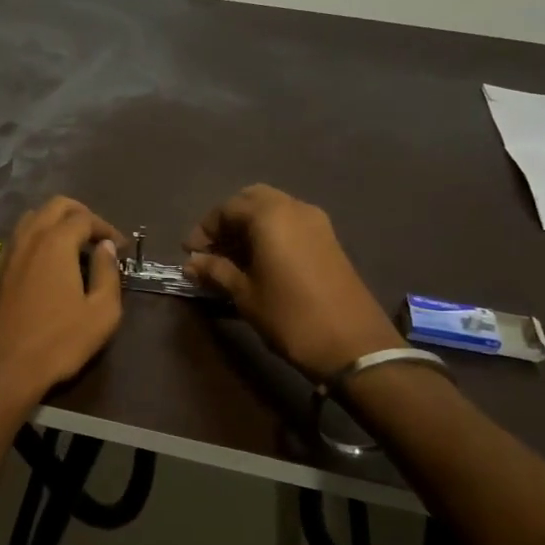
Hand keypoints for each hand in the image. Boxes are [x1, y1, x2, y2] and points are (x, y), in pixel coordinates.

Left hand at [0, 196, 124, 413]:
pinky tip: (48, 261)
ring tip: (74, 245)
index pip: (85, 218)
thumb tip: (106, 247)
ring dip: (55, 221)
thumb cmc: (59, 340)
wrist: (5, 366)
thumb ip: (107, 273)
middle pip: (55, 206)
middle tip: (99, 236)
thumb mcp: (101, 312)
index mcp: (56, 242)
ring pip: (33, 217)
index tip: (121, 247)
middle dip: (81, 214)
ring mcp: (9, 252)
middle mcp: (30, 237)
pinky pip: (20, 237)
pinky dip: (38, 236)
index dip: (106, 228)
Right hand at [183, 184, 402, 381]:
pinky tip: (260, 261)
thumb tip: (191, 263)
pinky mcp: (329, 239)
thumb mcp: (245, 294)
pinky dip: (271, 231)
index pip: (226, 208)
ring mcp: (316, 222)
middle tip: (212, 249)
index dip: (204, 229)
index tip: (190, 254)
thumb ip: (216, 271)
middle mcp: (294, 208)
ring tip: (233, 258)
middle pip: (251, 199)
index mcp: (270, 216)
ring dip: (250, 225)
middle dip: (228, 220)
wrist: (354, 345)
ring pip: (273, 208)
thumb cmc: (290, 316)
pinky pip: (291, 221)